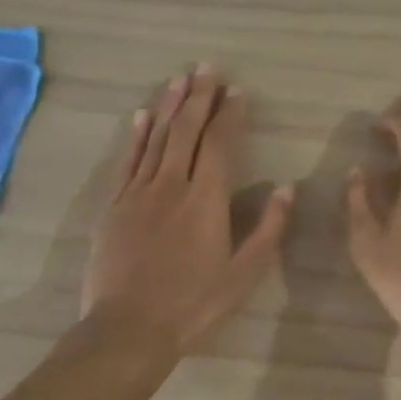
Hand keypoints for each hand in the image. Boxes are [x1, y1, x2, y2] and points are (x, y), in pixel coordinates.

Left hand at [84, 66, 292, 354]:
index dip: (230, 113)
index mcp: (206, 198)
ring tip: (180, 78)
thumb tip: (288, 187)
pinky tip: (142, 115)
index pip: (220, 142)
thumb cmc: (193, 303)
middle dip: (199, 96)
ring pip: (157, 138)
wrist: (126, 332)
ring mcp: (138, 193)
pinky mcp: (113, 207)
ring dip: (170, 105)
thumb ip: (269, 228)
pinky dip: (136, 135)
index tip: (238, 90)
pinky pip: (126, 161)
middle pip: (187, 130)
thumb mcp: (244, 273)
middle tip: (208, 67)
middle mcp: (172, 185)